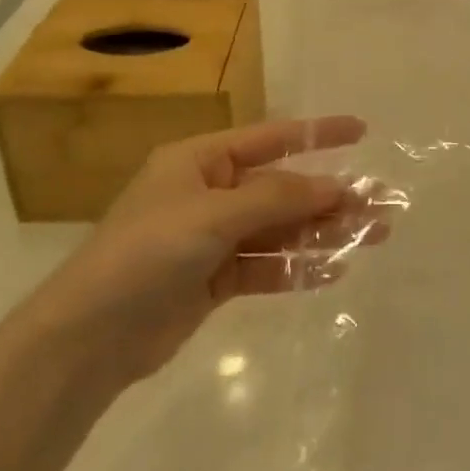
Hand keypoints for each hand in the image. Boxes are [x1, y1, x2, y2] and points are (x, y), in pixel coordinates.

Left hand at [30, 116, 371, 387]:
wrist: (87, 339)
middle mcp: (210, 193)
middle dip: (332, 196)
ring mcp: (212, 239)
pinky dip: (297, 269)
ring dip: (323, 233)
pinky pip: (267, 267)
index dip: (318, 134)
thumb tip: (335, 186)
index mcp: (201, 161)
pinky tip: (332, 272)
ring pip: (280, 229)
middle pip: (283, 189)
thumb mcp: (213, 216)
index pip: (271, 139)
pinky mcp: (215, 281)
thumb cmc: (146, 254)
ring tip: (372, 237)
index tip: (362, 131)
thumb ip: (277, 199)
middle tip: (382, 203)